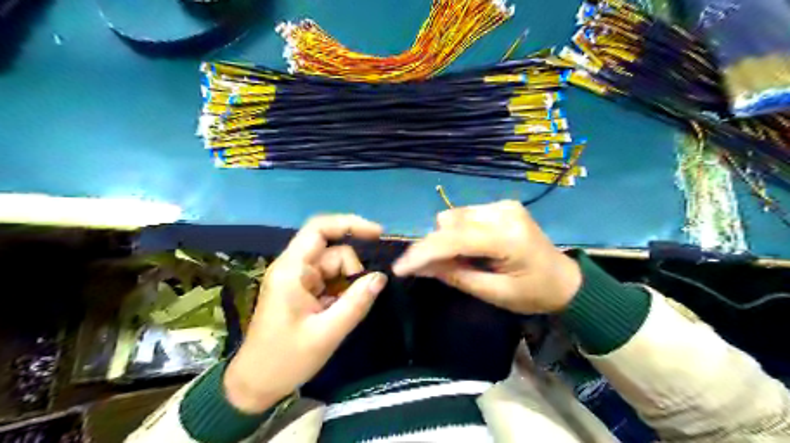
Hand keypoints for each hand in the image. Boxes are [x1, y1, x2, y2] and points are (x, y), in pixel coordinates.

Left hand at [224, 216, 386, 413]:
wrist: (255, 385)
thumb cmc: (285, 360)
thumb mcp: (327, 333)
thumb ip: (356, 302)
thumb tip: (381, 277)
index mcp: (291, 270)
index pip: (319, 229)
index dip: (349, 224)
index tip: (377, 234)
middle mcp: (294, 268)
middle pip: (333, 251)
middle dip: (352, 270)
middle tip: (361, 297)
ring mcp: (298, 279)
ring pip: (335, 267)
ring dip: (348, 284)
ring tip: (344, 312)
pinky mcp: (302, 291)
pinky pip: (330, 280)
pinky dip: (342, 292)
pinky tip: (340, 312)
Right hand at [393, 200, 577, 315]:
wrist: (566, 280)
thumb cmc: (533, 294)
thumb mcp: (494, 294)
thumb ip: (456, 276)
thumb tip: (419, 266)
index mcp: (507, 238)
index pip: (454, 239)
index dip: (423, 252)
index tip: (400, 268)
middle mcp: (503, 212)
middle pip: (449, 222)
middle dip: (435, 246)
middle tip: (434, 270)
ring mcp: (503, 205)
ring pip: (454, 216)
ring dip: (447, 239)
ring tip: (460, 260)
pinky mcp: (502, 205)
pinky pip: (465, 215)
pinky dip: (459, 232)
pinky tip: (471, 248)